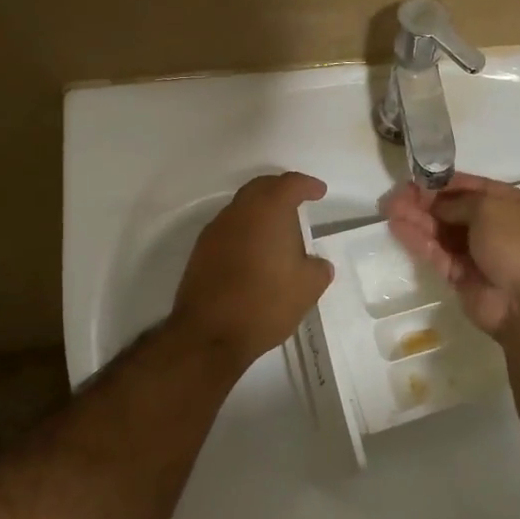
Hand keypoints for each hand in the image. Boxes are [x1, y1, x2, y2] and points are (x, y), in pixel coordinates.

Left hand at [172, 171, 334, 369]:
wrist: (209, 334)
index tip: (319, 191)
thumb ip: (318, 268)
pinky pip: (229, 230)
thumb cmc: (265, 303)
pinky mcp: (200, 252)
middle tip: (298, 202)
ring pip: (242, 209)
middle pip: (260, 188)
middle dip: (280, 190)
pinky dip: (245, 232)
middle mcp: (238, 212)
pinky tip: (256, 254)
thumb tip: (316, 264)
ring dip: (261, 213)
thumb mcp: (308, 288)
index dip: (307, 185)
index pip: (290, 184)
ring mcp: (215, 231)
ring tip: (279, 233)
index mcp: (268, 211)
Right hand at [382, 173, 519, 336]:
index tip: (415, 179)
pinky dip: (419, 241)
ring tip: (388, 209)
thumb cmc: (517, 245)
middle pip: (452, 209)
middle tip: (394, 196)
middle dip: (424, 201)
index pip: (471, 187)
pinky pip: (437, 254)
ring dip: (416, 219)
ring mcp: (477, 253)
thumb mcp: (490, 209)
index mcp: (510, 204)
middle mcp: (494, 227)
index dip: (442, 182)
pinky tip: (398, 228)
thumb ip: (458, 202)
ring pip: (442, 232)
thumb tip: (435, 204)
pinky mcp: (461, 277)